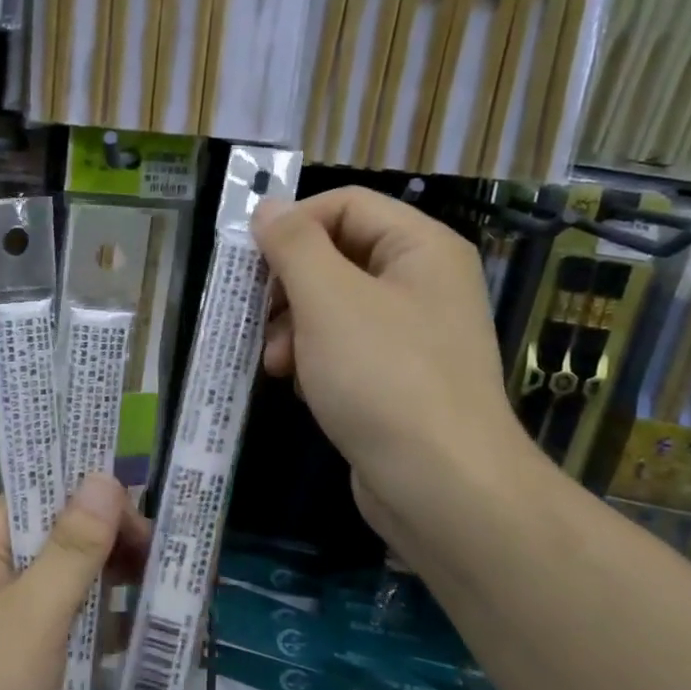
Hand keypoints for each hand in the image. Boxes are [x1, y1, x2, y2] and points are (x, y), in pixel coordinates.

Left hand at [0, 475, 148, 689]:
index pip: (44, 492)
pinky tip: (139, 635)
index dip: (94, 496)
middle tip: (164, 561)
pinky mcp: (14, 660)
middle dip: (111, 541)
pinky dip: (98, 624)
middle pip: (59, 535)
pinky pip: (63, 624)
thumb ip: (72, 548)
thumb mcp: (32, 616)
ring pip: (66, 581)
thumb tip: (103, 476)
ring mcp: (2, 619)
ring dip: (110, 582)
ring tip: (166, 590)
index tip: (146, 519)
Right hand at [251, 189, 540, 555]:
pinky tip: (295, 384)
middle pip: (337, 254)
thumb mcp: (328, 299)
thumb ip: (293, 245)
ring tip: (272, 361)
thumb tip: (267, 206)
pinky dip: (313, 357)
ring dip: (293, 325)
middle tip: (256, 315)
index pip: (346, 204)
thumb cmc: (383, 377)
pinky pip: (345, 347)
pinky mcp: (398, 378)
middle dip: (288, 284)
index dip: (293, 223)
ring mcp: (413, 334)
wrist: (441, 485)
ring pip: (335, 305)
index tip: (249, 260)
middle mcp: (422, 282)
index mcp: (420, 247)